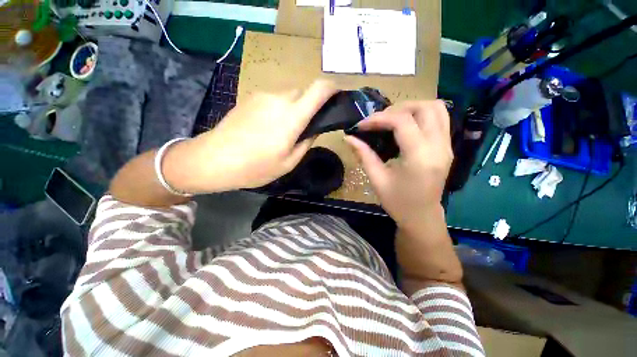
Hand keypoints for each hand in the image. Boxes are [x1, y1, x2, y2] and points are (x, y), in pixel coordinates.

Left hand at [168, 80, 336, 192]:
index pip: (319, 89)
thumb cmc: (255, 167)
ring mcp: (262, 96)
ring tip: (284, 131)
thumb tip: (315, 128)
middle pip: (304, 93)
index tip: (338, 95)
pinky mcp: (250, 97)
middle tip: (305, 128)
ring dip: (294, 108)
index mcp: (292, 116)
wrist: (213, 159)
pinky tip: (268, 127)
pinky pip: (274, 99)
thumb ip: (306, 142)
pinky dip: (280, 109)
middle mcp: (279, 99)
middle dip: (310, 106)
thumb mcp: (289, 162)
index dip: (332, 88)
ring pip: (289, 96)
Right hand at [345, 101, 452, 231]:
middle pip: (423, 107)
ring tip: (392, 119)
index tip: (361, 125)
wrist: (422, 217)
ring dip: (412, 108)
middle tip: (378, 121)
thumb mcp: (377, 179)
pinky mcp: (447, 147)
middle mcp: (438, 147)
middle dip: (396, 108)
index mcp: (419, 157)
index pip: (402, 122)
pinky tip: (405, 126)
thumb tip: (348, 138)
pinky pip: (439, 118)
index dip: (378, 118)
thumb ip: (363, 155)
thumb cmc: (398, 202)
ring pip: (436, 108)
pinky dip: (421, 114)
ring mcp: (447, 145)